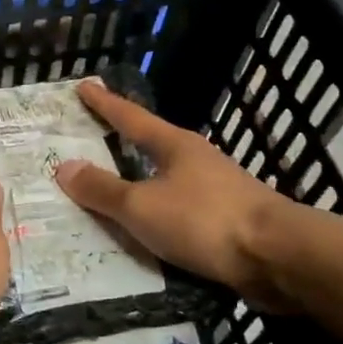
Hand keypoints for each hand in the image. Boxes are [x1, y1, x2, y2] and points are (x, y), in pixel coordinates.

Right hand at [54, 80, 298, 310]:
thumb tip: (63, 167)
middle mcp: (196, 160)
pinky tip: (146, 224)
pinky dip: (155, 209)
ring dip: (139, 178)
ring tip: (112, 185)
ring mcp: (215, 189)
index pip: (130, 117)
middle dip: (121, 140)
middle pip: (151, 143)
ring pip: (165, 177)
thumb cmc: (204, 220)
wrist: (279, 258)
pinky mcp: (226, 219)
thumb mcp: (142, 206)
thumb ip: (102, 190)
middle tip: (91, 135)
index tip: (85, 85)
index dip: (105, 104)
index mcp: (174, 146)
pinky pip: (177, 207)